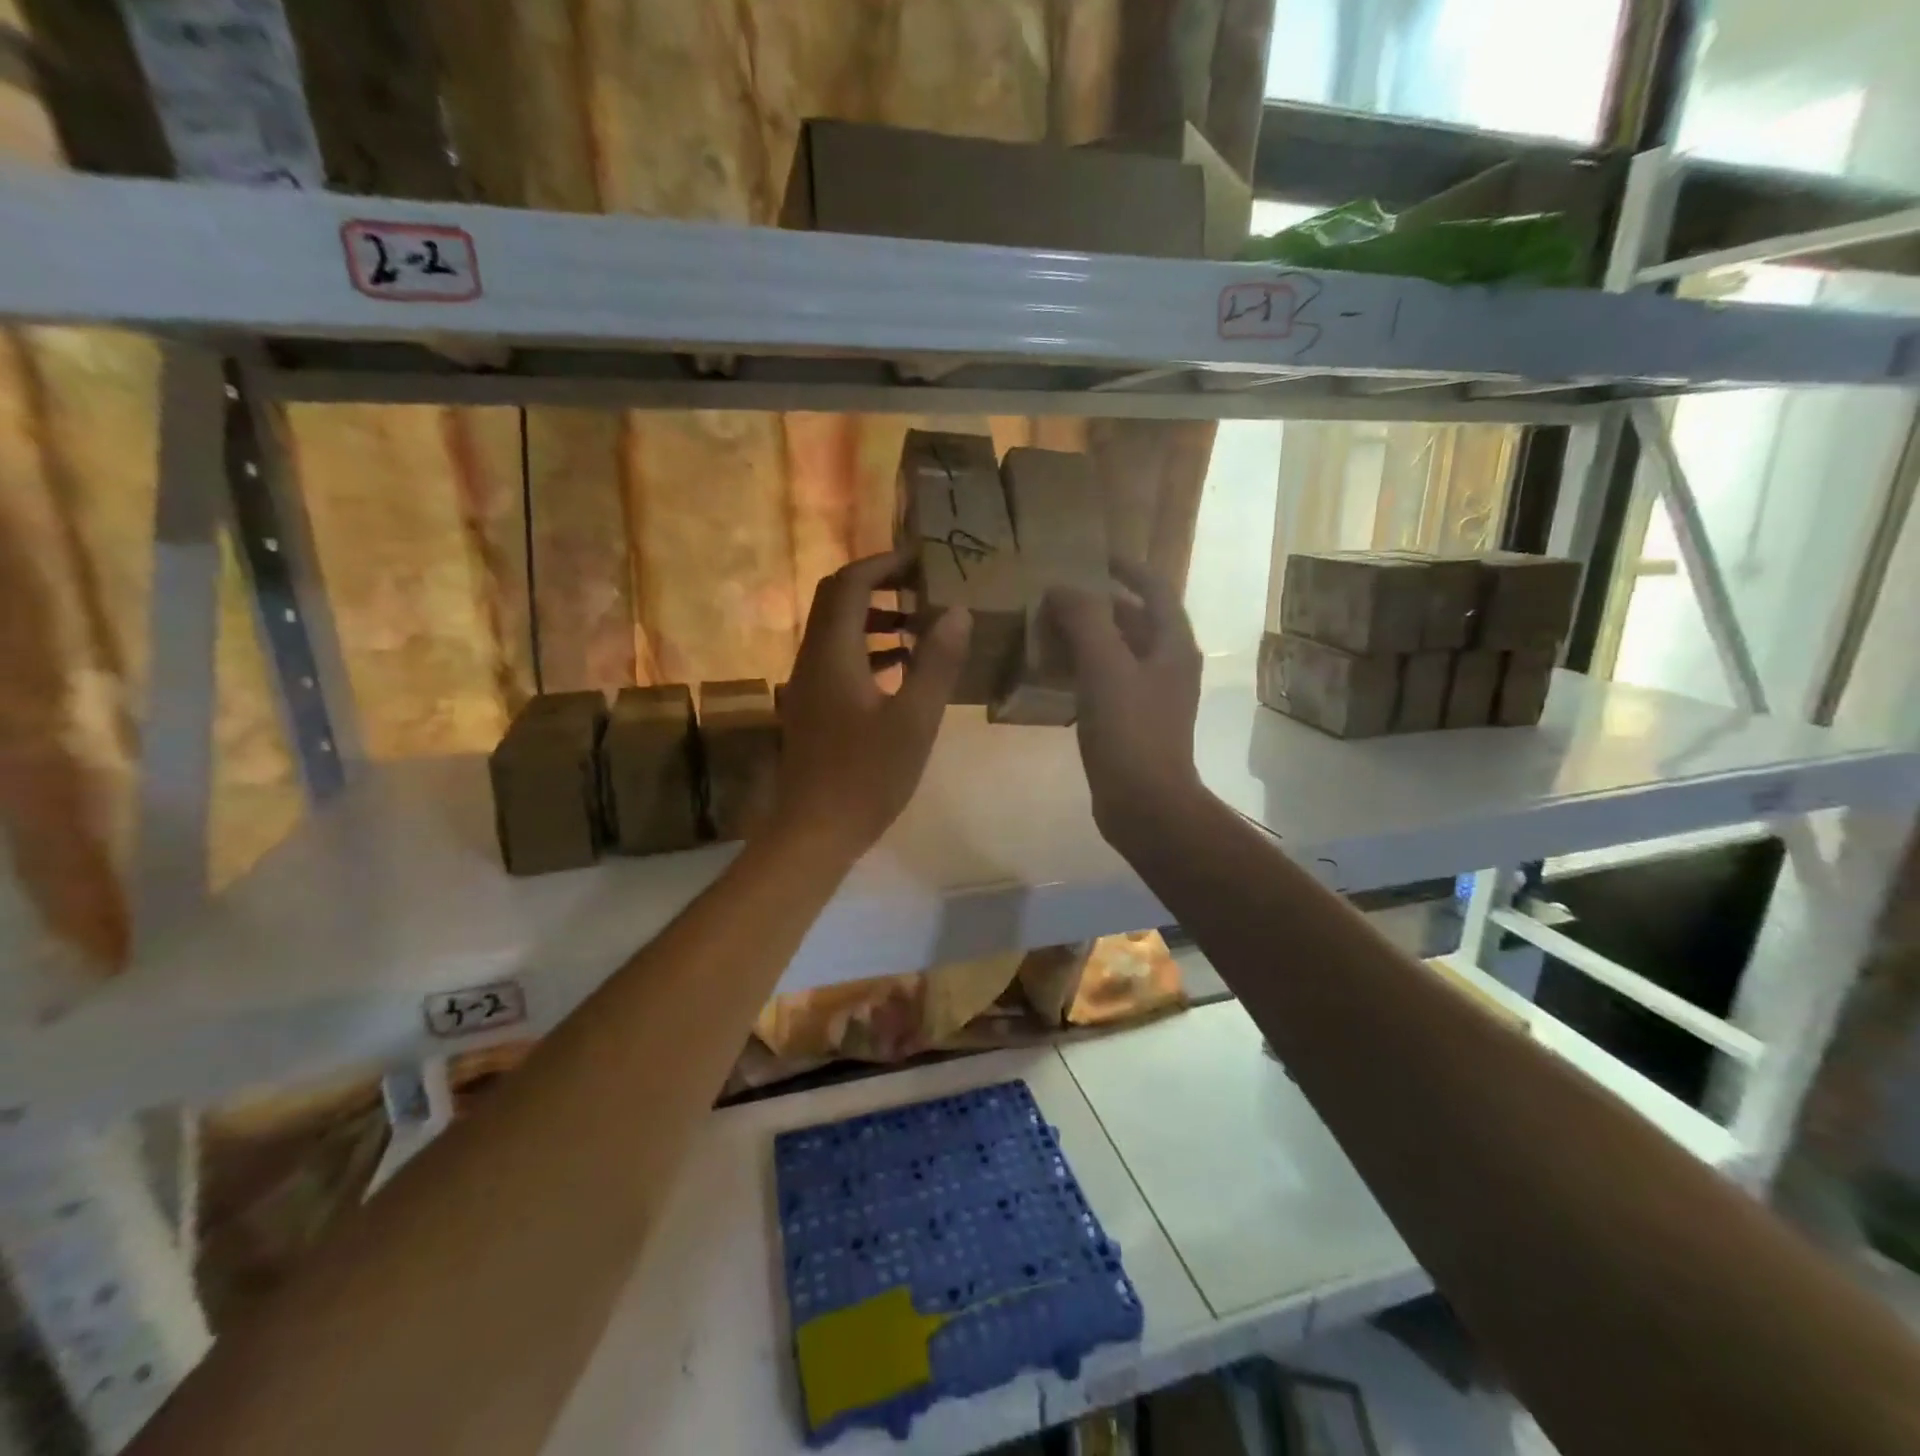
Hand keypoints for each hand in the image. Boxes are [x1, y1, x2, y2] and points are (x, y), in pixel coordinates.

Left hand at [768, 548, 970, 865]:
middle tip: (925, 588)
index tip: (923, 559)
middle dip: (880, 586)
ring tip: (921, 627)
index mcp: (832, 654)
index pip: (850, 583)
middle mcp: (812, 659)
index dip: (885, 564)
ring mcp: (808, 684)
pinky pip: (838, 659)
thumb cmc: (867, 776)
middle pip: (837, 600)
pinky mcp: (813, 708)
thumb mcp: (914, 720)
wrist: (814, 831)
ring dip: (875, 619)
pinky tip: (901, 669)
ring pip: (837, 631)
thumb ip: (937, 663)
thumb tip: (958, 611)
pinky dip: (868, 650)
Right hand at [1043, 560, 1204, 849]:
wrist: (1145, 803)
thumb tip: (1062, 588)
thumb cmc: (1129, 730)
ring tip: (1049, 629)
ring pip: (1119, 653)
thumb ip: (1085, 619)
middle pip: (1136, 621)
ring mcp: (1153, 697)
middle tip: (1058, 596)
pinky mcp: (1134, 723)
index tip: (1093, 558)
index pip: (1155, 589)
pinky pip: (1108, 682)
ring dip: (1088, 637)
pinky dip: (1084, 669)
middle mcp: (1169, 665)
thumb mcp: (1104, 665)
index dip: (1127, 569)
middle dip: (1099, 605)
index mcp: (1173, 645)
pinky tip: (1055, 675)